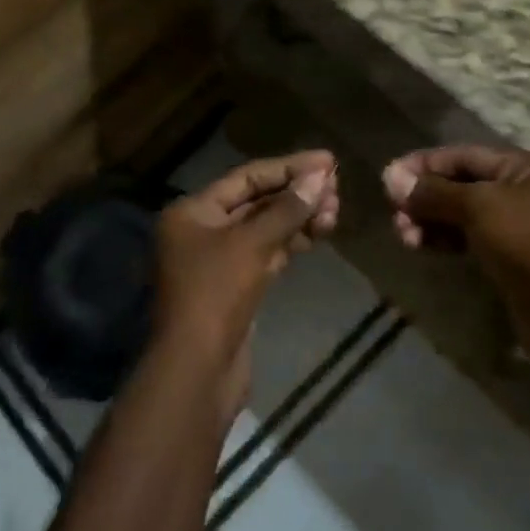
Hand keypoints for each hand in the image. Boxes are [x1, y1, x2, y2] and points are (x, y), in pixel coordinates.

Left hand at [154, 151, 338, 419]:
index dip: (288, 167)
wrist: (197, 369)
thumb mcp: (251, 244)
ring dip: (298, 218)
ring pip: (264, 229)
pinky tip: (319, 233)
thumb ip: (286, 209)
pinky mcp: (235, 287)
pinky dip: (291, 243)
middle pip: (255, 202)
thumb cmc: (215, 295)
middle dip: (296, 194)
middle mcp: (201, 230)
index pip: (246, 177)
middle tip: (337, 188)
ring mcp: (218, 261)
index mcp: (192, 212)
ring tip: (335, 210)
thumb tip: (320, 176)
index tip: (328, 161)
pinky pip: (266, 254)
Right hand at [381, 145, 529, 326]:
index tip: (387, 178)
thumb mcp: (480, 207)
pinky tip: (424, 247)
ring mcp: (525, 228)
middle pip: (464, 185)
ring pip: (466, 215)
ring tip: (404, 235)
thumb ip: (434, 192)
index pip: (464, 155)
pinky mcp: (517, 262)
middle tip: (395, 214)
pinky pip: (474, 242)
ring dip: (432, 221)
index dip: (424, 164)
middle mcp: (529, 191)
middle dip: (426, 196)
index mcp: (528, 166)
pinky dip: (448, 241)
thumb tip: (391, 178)